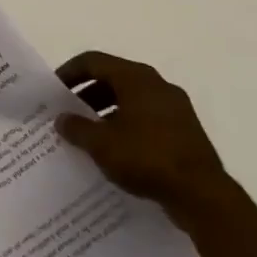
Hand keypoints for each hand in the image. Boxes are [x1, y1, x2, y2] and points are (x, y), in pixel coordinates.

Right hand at [54, 51, 233, 226]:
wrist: (202, 195)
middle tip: (69, 112)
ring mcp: (176, 108)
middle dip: (87, 93)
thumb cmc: (146, 157)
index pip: (93, 61)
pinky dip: (126, 124)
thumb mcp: (101, 143)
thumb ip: (76, 127)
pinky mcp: (185, 131)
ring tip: (89, 133)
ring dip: (106, 111)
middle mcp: (158, 85)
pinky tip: (116, 149)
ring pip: (131, 99)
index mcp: (136, 78)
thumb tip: (62, 119)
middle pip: (113, 78)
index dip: (69, 72)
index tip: (53, 91)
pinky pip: (147, 117)